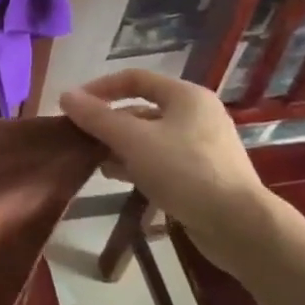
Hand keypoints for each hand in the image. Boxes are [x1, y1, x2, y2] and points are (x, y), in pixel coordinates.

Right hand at [59, 70, 269, 253]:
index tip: (73, 106)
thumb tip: (65, 96)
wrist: (239, 226)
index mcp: (185, 96)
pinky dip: (136, 163)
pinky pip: (160, 159)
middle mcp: (196, 114)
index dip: (100, 88)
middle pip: (140, 108)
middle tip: (80, 137)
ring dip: (119, 145)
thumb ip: (97, 117)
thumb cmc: (184, 171)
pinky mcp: (202, 173)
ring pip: (148, 136)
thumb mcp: (133, 140)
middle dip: (108, 122)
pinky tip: (117, 177)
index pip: (134, 78)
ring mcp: (201, 145)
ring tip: (94, 161)